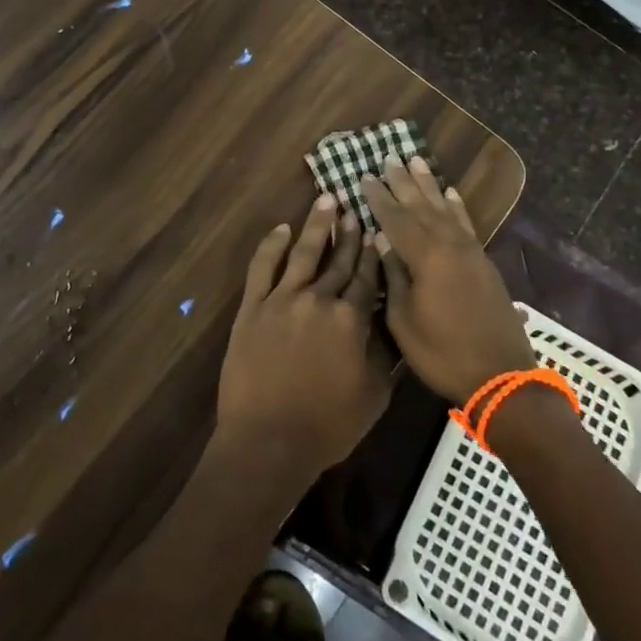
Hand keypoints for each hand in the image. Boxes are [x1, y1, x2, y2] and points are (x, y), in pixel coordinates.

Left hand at [216, 194, 394, 481]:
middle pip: (339, 260)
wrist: (269, 441)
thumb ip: (383, 353)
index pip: (367, 278)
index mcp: (351, 319)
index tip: (379, 231)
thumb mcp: (375, 395)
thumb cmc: (328, 425)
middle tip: (356, 208)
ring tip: (327, 199)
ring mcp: (282, 299)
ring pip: (304, 253)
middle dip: (350, 233)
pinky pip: (262, 267)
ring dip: (317, 225)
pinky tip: (282, 228)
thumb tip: (387, 322)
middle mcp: (319, 299)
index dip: (374, 254)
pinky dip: (272, 244)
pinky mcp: (253, 307)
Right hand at [363, 156, 535, 403]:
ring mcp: (469, 251)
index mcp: (426, 257)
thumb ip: (394, 277)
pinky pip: (466, 223)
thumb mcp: (404, 321)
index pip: (396, 219)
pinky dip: (456, 206)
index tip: (364, 176)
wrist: (500, 375)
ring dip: (428, 185)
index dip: (378, 198)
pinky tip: (450, 193)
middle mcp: (449, 245)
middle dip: (402, 182)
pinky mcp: (483, 262)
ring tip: (416, 161)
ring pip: (444, 208)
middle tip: (388, 158)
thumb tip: (382, 242)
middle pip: (421, 206)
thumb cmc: (442, 352)